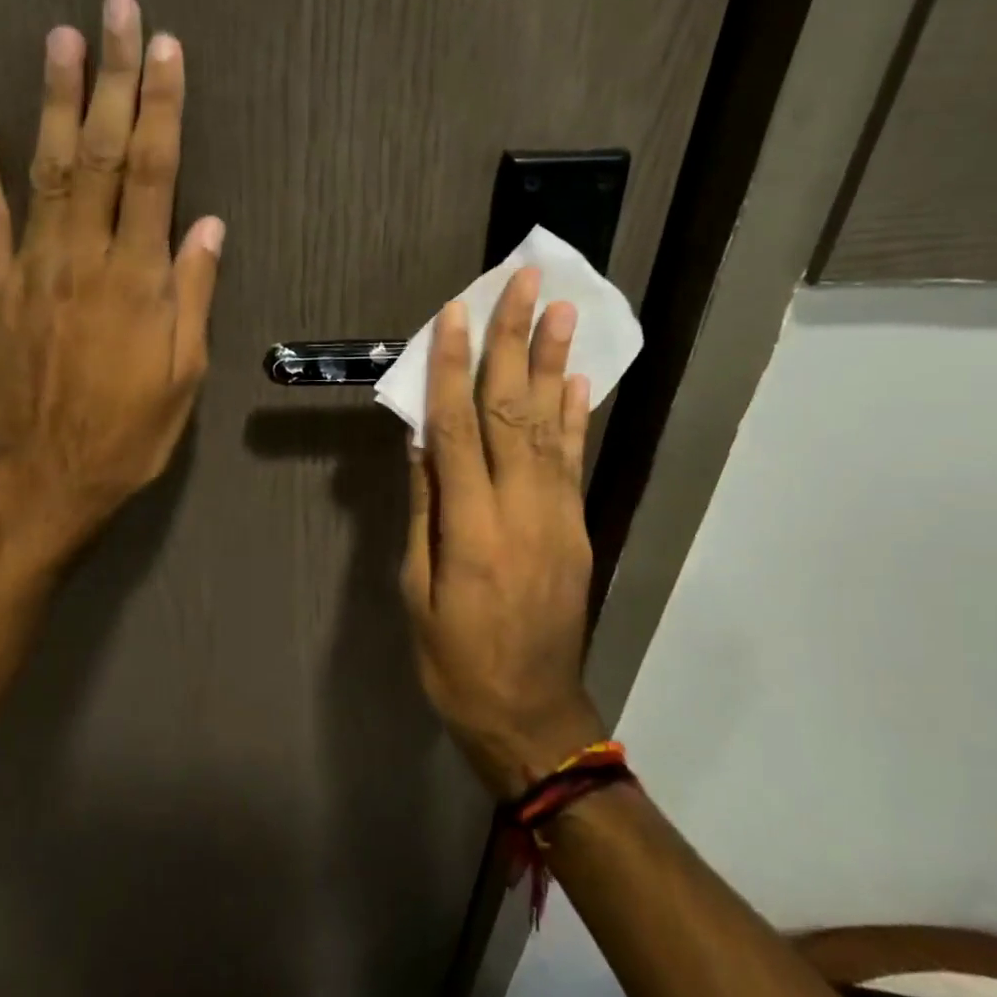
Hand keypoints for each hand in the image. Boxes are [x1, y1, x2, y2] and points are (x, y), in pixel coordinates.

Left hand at [0, 0, 223, 547]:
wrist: (45, 478)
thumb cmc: (128, 435)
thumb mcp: (182, 378)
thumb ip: (192, 297)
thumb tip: (208, 227)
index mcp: (137, 282)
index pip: (156, 176)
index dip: (162, 109)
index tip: (166, 50)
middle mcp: (83, 260)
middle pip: (103, 156)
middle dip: (111, 80)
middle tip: (114, 12)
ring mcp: (30, 270)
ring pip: (46, 172)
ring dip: (55, 104)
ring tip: (59, 39)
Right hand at [400, 269, 605, 798]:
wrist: (532, 714)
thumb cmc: (455, 659)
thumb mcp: (418, 592)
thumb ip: (424, 512)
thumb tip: (420, 444)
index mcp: (472, 528)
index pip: (457, 430)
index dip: (451, 369)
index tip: (452, 316)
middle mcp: (522, 510)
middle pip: (513, 411)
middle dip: (514, 342)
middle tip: (524, 283)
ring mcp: (559, 517)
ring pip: (552, 425)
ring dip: (553, 362)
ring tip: (559, 309)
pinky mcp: (577, 529)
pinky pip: (574, 461)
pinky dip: (575, 415)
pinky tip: (576, 378)